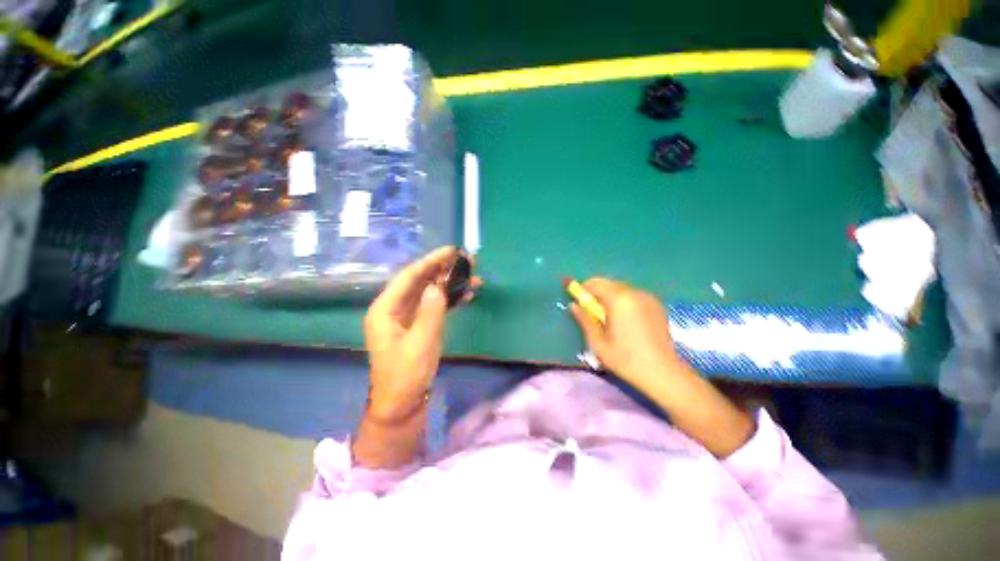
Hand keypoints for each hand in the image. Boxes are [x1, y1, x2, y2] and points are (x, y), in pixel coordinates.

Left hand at [364, 247, 478, 417]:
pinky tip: (467, 295)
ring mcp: (408, 316)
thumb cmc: (406, 375)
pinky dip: (450, 299)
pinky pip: (435, 306)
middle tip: (468, 260)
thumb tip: (439, 285)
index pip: (409, 276)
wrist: (402, 404)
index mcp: (385, 309)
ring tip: (474, 276)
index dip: (431, 261)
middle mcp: (395, 308)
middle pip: (421, 281)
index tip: (452, 251)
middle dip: (444, 269)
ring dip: (451, 284)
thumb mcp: (420, 343)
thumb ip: (430, 312)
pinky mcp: (420, 325)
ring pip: (430, 292)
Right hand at [569, 278, 681, 389]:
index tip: (578, 300)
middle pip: (609, 283)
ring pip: (621, 288)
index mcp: (619, 300)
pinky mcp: (657, 305)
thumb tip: (573, 305)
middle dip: (597, 292)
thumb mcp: (598, 342)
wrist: (663, 373)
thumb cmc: (625, 359)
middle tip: (592, 311)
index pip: (595, 284)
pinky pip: (633, 295)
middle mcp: (634, 293)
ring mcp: (648, 298)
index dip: (583, 289)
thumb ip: (584, 320)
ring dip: (610, 296)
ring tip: (608, 316)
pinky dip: (624, 300)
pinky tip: (625, 319)